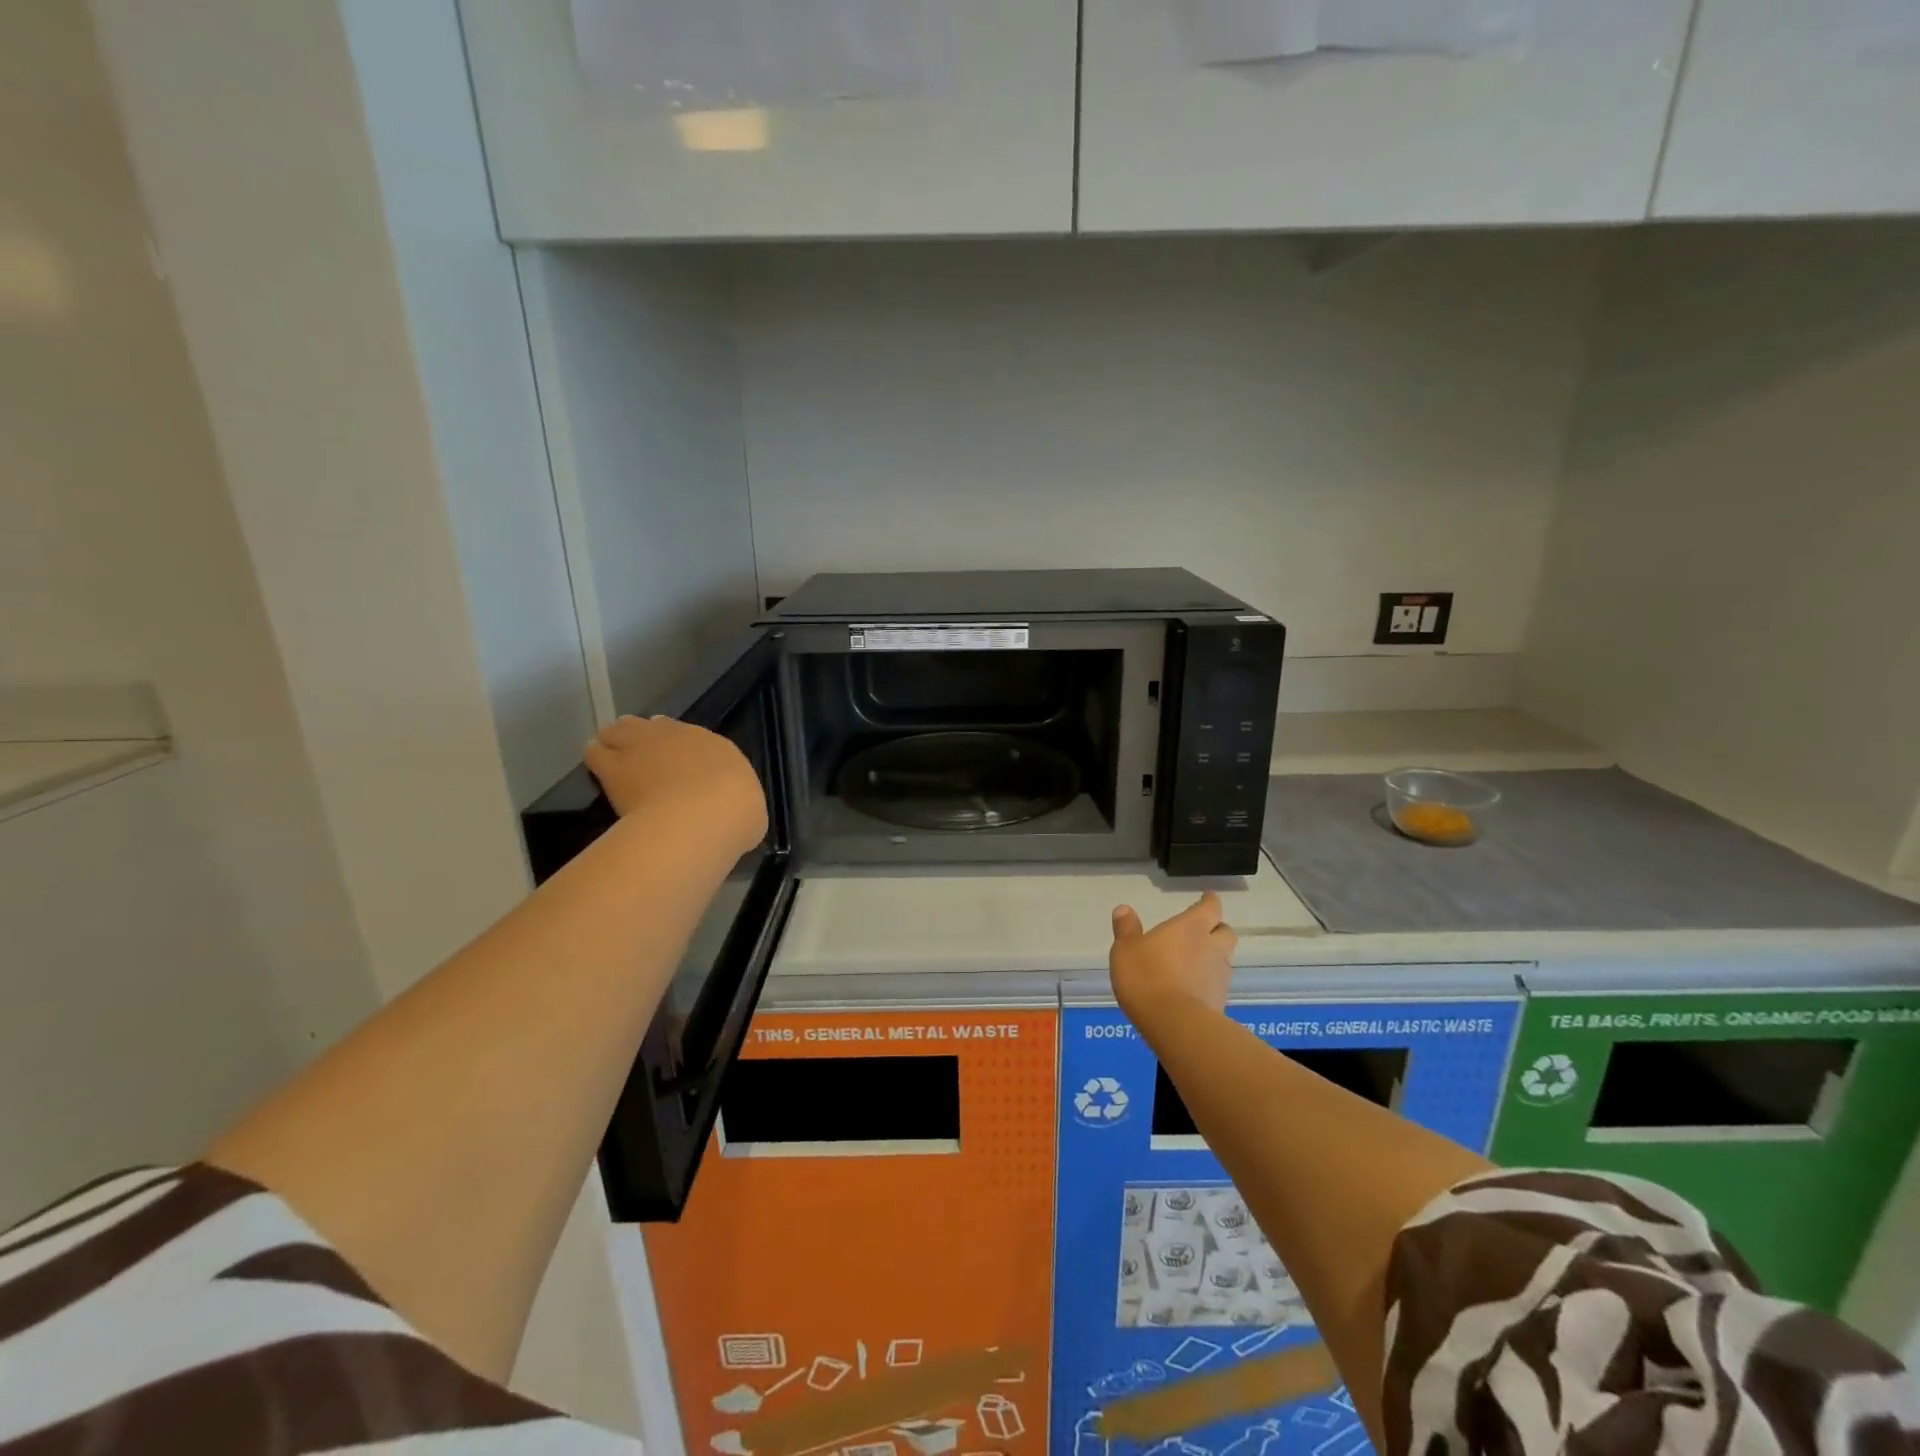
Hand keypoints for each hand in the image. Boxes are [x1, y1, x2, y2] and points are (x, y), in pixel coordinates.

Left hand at [584, 715, 767, 854]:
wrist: (702, 817)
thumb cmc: (736, 815)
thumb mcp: (748, 813)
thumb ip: (733, 807)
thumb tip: (731, 817)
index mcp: (715, 746)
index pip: (691, 737)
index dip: (681, 750)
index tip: (677, 765)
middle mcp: (678, 736)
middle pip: (654, 726)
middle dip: (649, 740)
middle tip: (647, 764)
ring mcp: (642, 746)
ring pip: (620, 729)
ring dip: (619, 742)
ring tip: (617, 763)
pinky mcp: (612, 766)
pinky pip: (595, 753)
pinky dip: (597, 760)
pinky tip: (599, 774)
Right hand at [1109, 892, 1236, 1024]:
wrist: (1174, 1024)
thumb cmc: (1147, 976)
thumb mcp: (1126, 949)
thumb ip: (1127, 929)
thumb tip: (1124, 909)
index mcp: (1191, 927)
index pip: (1210, 907)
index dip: (1209, 901)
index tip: (1209, 897)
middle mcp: (1211, 947)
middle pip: (1225, 932)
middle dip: (1217, 929)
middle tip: (1203, 931)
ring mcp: (1219, 976)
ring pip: (1224, 958)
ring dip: (1214, 956)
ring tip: (1195, 962)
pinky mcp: (1220, 1002)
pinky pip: (1217, 984)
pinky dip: (1208, 982)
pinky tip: (1193, 989)